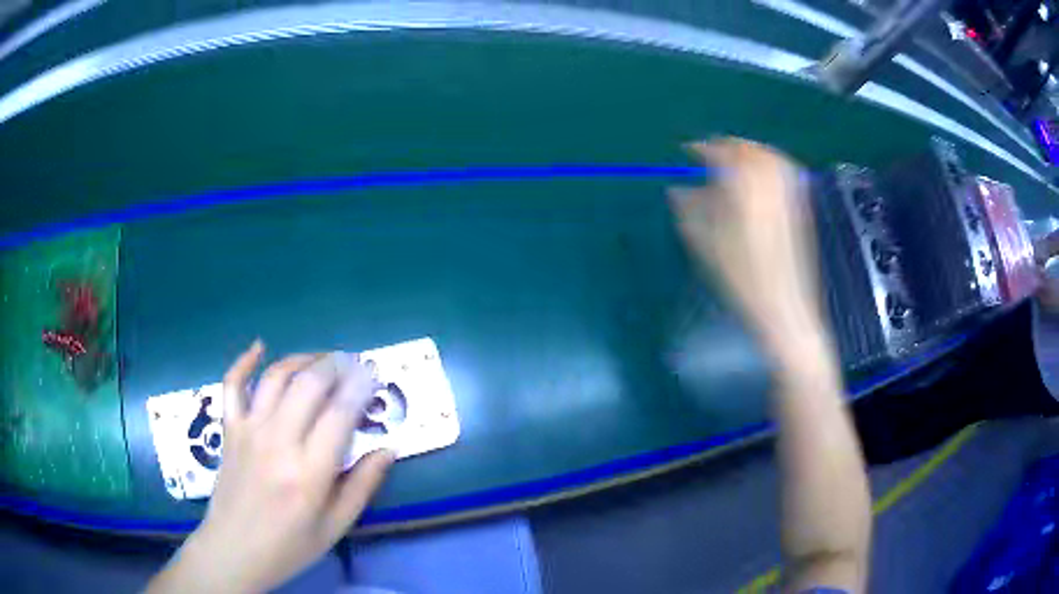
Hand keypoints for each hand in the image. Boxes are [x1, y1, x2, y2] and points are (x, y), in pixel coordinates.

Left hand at [149, 342, 393, 593]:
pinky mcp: (230, 429)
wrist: (235, 549)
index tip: (373, 373)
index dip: (360, 387)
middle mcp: (278, 441)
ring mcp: (249, 430)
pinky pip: (232, 384)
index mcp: (309, 472)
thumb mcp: (336, 526)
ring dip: (302, 359)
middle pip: (309, 384)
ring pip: (276, 377)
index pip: (340, 413)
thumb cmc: (290, 545)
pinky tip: (259, 346)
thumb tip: (388, 449)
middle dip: (336, 365)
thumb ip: (363, 486)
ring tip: (321, 359)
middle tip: (352, 363)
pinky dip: (244, 361)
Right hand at [669, 138, 823, 355]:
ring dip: (748, 151)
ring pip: (768, 155)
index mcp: (742, 186)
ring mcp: (787, 192)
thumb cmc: (739, 275)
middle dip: (726, 146)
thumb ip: (689, 209)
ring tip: (733, 161)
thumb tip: (676, 189)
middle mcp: (767, 182)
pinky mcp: (799, 205)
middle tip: (710, 153)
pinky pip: (784, 169)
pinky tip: (759, 177)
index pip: (719, 153)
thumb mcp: (704, 242)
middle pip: (746, 148)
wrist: (782, 303)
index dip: (701, 148)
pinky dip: (768, 163)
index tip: (686, 150)